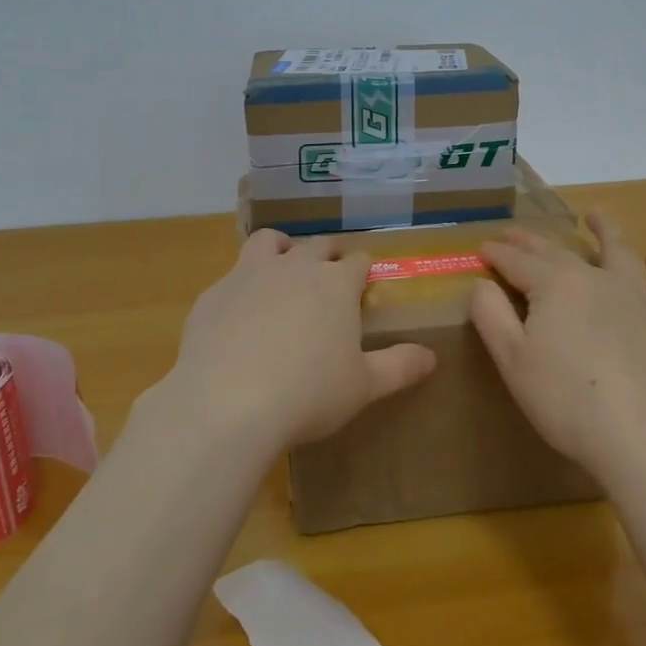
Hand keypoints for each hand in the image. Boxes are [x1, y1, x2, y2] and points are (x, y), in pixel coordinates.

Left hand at [158, 230, 437, 455]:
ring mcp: (249, 275)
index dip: (363, 270)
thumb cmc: (308, 394)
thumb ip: (399, 367)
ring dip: (281, 249)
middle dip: (327, 255)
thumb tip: (432, 356)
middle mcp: (295, 267)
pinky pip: (232, 277)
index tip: (364, 282)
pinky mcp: (213, 294)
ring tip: (283, 270)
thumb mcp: (363, 387)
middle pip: (317, 245)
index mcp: (336, 284)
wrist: (226, 404)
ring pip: (269, 242)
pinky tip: (240, 316)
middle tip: (329, 275)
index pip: (358, 262)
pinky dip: (242, 286)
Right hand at [469, 210, 645, 485]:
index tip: (482, 248)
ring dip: (603, 230)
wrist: (645, 437)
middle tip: (514, 233)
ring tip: (594, 214)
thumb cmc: (567, 400)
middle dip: (531, 241)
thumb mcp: (513, 360)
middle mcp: (595, 277)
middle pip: (558, 251)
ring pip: (617, 251)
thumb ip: (491, 316)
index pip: (517, 261)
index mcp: (554, 285)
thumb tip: (481, 283)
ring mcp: (636, 295)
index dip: (497, 253)